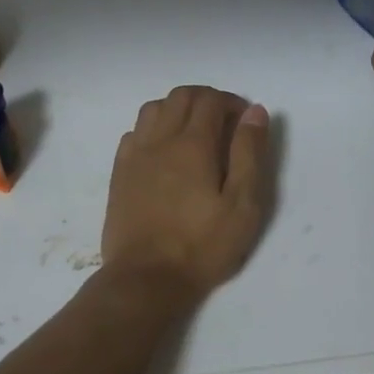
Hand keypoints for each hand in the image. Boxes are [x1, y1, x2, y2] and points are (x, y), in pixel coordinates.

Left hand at [102, 86, 269, 303]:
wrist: (145, 278)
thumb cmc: (201, 245)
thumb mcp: (242, 205)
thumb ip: (249, 153)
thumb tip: (254, 112)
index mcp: (193, 144)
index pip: (211, 100)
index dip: (231, 102)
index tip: (244, 121)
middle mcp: (161, 139)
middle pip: (181, 96)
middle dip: (206, 99)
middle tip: (223, 121)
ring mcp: (136, 154)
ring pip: (154, 108)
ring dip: (176, 108)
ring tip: (192, 131)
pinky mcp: (120, 172)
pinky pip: (134, 132)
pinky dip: (152, 128)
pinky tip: (162, 150)